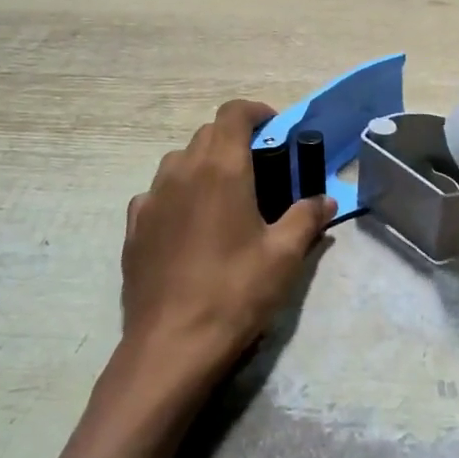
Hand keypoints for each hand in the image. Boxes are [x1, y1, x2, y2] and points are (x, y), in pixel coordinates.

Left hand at [118, 99, 335, 392]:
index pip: (234, 113)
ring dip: (204, 163)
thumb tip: (324, 199)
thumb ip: (306, 217)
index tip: (275, 128)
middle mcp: (182, 171)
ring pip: (179, 160)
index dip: (256, 112)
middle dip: (235, 139)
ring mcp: (152, 198)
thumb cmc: (235, 292)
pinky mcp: (134, 226)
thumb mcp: (284, 256)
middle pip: (207, 133)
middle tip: (260, 168)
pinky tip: (190, 225)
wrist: (171, 346)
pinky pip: (157, 192)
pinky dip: (177, 193)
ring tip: (225, 196)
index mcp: (221, 168)